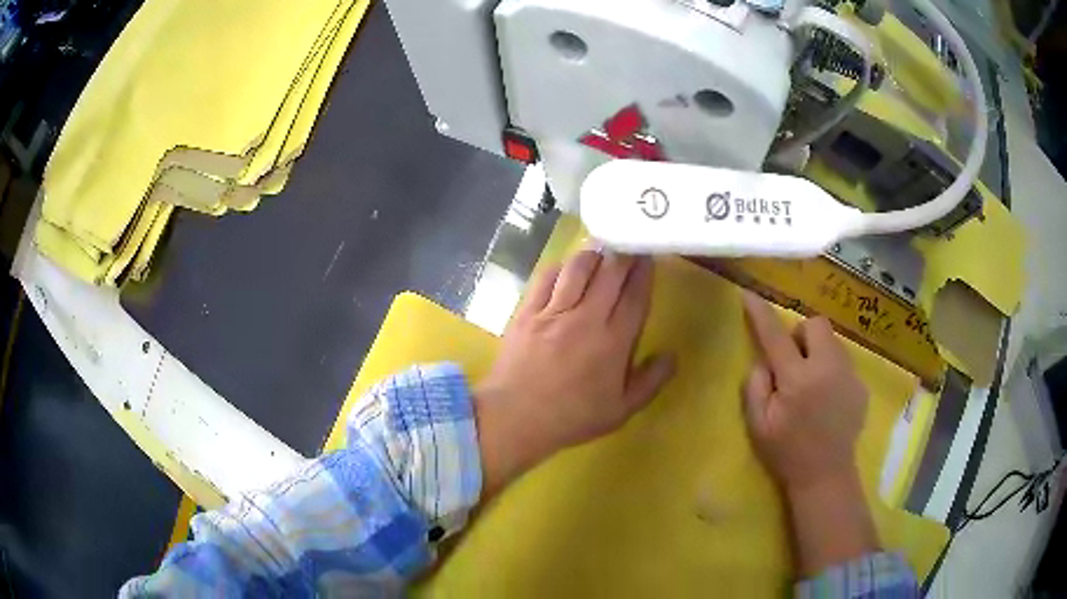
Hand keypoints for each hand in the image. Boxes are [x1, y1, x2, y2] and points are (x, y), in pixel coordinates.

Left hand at [474, 250, 674, 496]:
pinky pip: (545, 278)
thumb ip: (650, 382)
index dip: (644, 273)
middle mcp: (586, 318)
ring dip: (592, 255)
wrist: (515, 417)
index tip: (648, 257)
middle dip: (623, 255)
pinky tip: (565, 268)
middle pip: (609, 274)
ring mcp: (553, 312)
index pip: (634, 296)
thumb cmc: (572, 417)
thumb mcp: (620, 411)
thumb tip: (671, 356)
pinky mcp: (527, 311)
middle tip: (628, 245)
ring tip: (600, 251)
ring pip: (577, 268)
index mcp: (613, 342)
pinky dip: (559, 267)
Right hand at [740, 291, 876, 574]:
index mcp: (798, 380)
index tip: (750, 295)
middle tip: (793, 363)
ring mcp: (849, 376)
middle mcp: (828, 369)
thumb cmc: (786, 452)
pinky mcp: (861, 385)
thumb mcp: (758, 425)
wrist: (825, 475)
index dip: (761, 314)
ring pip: (832, 342)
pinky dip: (831, 369)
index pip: (776, 336)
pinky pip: (843, 362)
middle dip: (801, 335)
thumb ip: (755, 387)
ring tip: (812, 383)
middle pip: (816, 324)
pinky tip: (827, 399)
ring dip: (817, 352)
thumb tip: (763, 361)